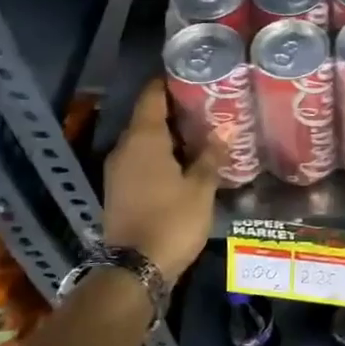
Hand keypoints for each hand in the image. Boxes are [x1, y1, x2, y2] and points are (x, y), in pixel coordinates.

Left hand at [103, 80, 220, 282]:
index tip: (193, 75)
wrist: (135, 269)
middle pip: (148, 117)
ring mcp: (118, 170)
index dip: (170, 82)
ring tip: (202, 132)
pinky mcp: (119, 189)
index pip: (152, 96)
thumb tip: (226, 128)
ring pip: (144, 140)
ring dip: (169, 134)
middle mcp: (125, 148)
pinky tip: (185, 161)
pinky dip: (161, 154)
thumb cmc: (172, 221)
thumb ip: (211, 156)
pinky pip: (141, 159)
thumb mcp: (200, 188)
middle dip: (175, 110)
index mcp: (143, 139)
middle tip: (208, 105)